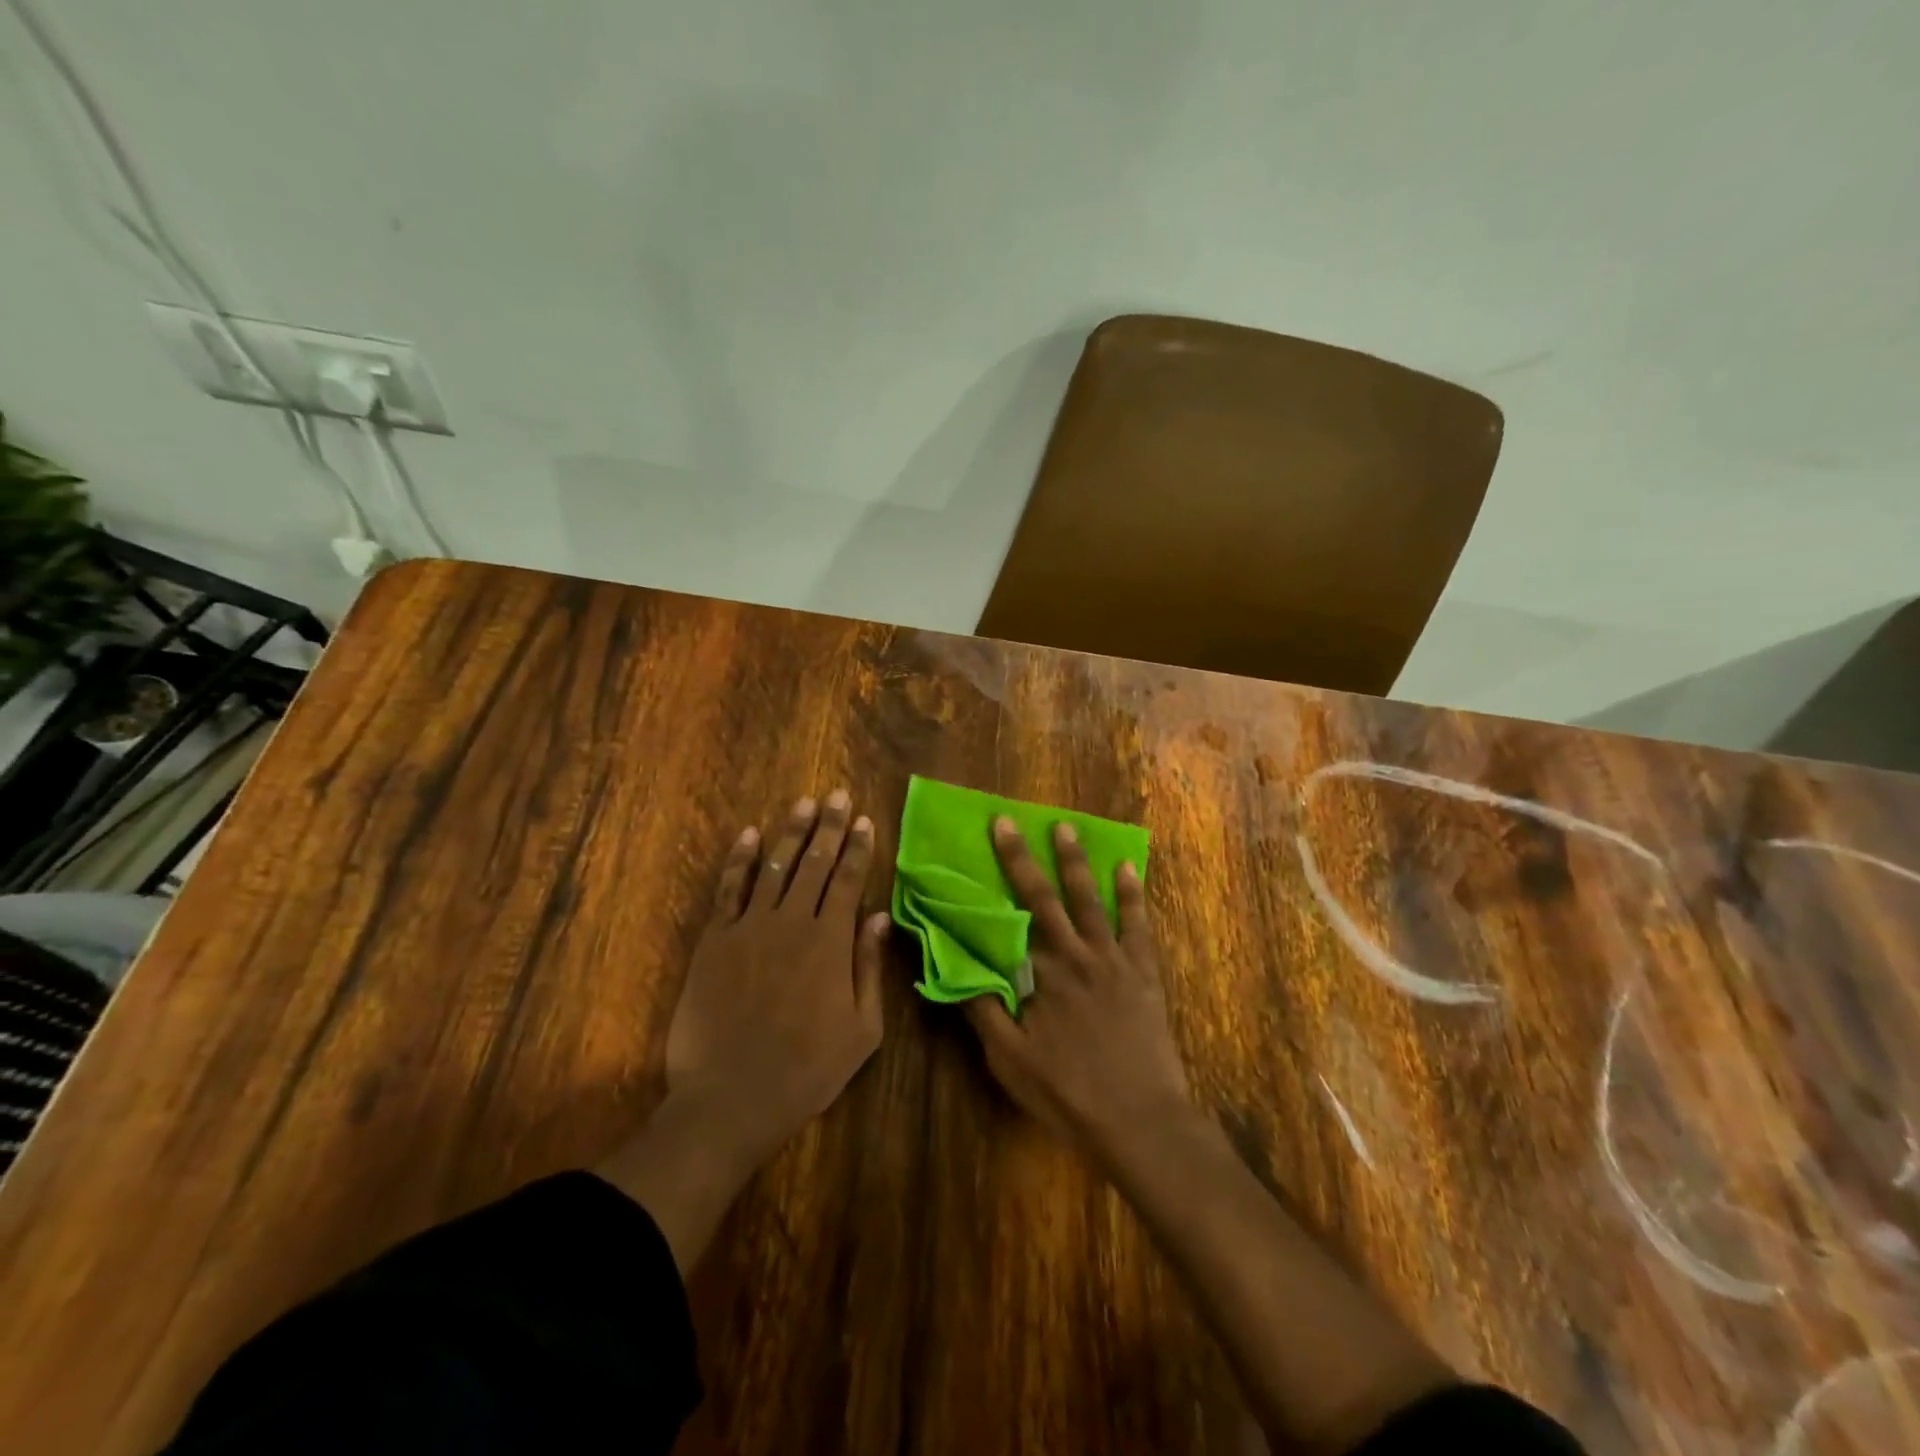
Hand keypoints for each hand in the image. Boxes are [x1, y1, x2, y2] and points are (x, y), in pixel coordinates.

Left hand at [664, 791, 891, 1162]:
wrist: (730, 1099)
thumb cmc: (807, 1071)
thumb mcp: (862, 1030)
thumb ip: (870, 967)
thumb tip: (878, 916)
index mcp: (830, 943)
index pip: (848, 881)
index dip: (858, 848)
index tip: (864, 821)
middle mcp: (792, 923)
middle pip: (815, 863)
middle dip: (829, 827)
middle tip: (836, 795)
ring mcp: (749, 928)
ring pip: (775, 867)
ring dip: (791, 832)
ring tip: (803, 804)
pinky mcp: (715, 940)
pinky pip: (729, 889)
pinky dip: (740, 860)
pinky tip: (750, 836)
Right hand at [966, 818, 1192, 1161]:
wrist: (1140, 1119)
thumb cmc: (1068, 1093)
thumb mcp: (1010, 1061)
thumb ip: (982, 1011)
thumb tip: (955, 968)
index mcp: (1040, 973)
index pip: (1008, 918)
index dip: (990, 883)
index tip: (971, 857)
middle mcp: (1074, 954)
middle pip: (1043, 896)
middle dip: (1022, 857)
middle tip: (1008, 821)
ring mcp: (1113, 958)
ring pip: (1090, 899)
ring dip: (1075, 862)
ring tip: (1065, 827)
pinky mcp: (1143, 971)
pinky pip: (1138, 923)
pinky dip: (1132, 894)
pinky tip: (1128, 867)